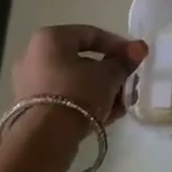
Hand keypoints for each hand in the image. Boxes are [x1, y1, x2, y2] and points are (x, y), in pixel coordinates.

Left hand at [11, 25, 148, 125]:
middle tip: (130, 86)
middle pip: (84, 60)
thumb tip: (140, 48)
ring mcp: (32, 83)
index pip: (92, 34)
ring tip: (123, 105)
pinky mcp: (33, 108)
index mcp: (50, 38)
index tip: (137, 59)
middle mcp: (35, 56)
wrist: (45, 137)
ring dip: (103, 91)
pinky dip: (87, 103)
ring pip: (76, 82)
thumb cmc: (78, 93)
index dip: (119, 46)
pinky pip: (66, 98)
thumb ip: (124, 61)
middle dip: (112, 74)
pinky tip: (108, 116)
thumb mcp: (108, 75)